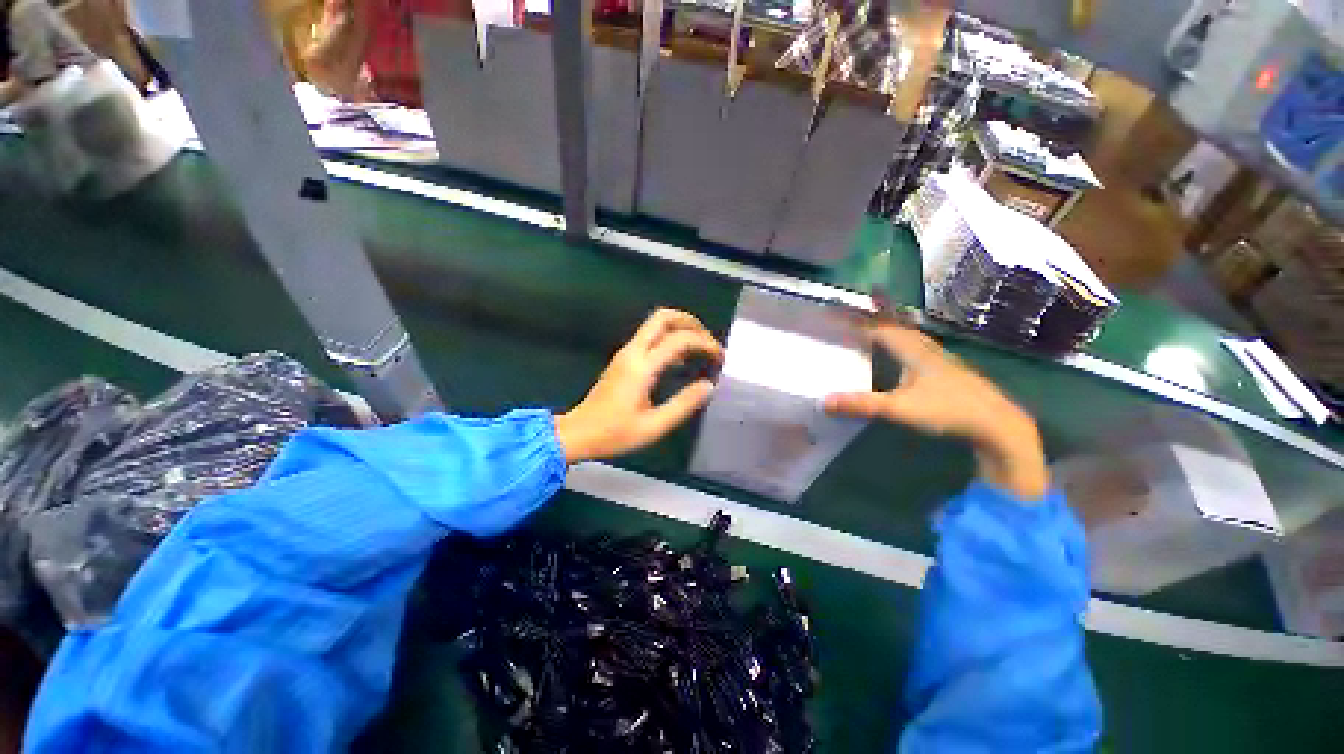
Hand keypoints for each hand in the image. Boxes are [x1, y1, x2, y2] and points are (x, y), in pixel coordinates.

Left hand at [555, 309, 723, 463]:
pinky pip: (650, 336)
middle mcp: (633, 352)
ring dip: (680, 328)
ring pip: (655, 323)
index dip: (705, 344)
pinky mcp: (623, 358)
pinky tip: (680, 358)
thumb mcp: (654, 427)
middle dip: (692, 323)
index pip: (679, 340)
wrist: (578, 433)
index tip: (720, 359)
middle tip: (709, 342)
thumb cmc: (614, 434)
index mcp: (641, 368)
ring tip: (700, 349)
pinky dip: (670, 337)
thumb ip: (683, 405)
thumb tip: (708, 386)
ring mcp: (625, 353)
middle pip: (664, 317)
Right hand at [824, 322, 1049, 499]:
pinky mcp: (950, 372)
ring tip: (882, 326)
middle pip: (898, 326)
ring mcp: (942, 360)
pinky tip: (910, 354)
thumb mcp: (898, 408)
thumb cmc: (947, 410)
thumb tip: (824, 401)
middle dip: (879, 317)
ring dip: (896, 328)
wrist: (997, 424)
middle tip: (862, 309)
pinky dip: (908, 343)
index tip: (838, 314)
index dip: (858, 321)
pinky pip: (922, 348)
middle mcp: (927, 349)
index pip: (880, 328)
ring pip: (913, 336)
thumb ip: (861, 404)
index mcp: (913, 351)